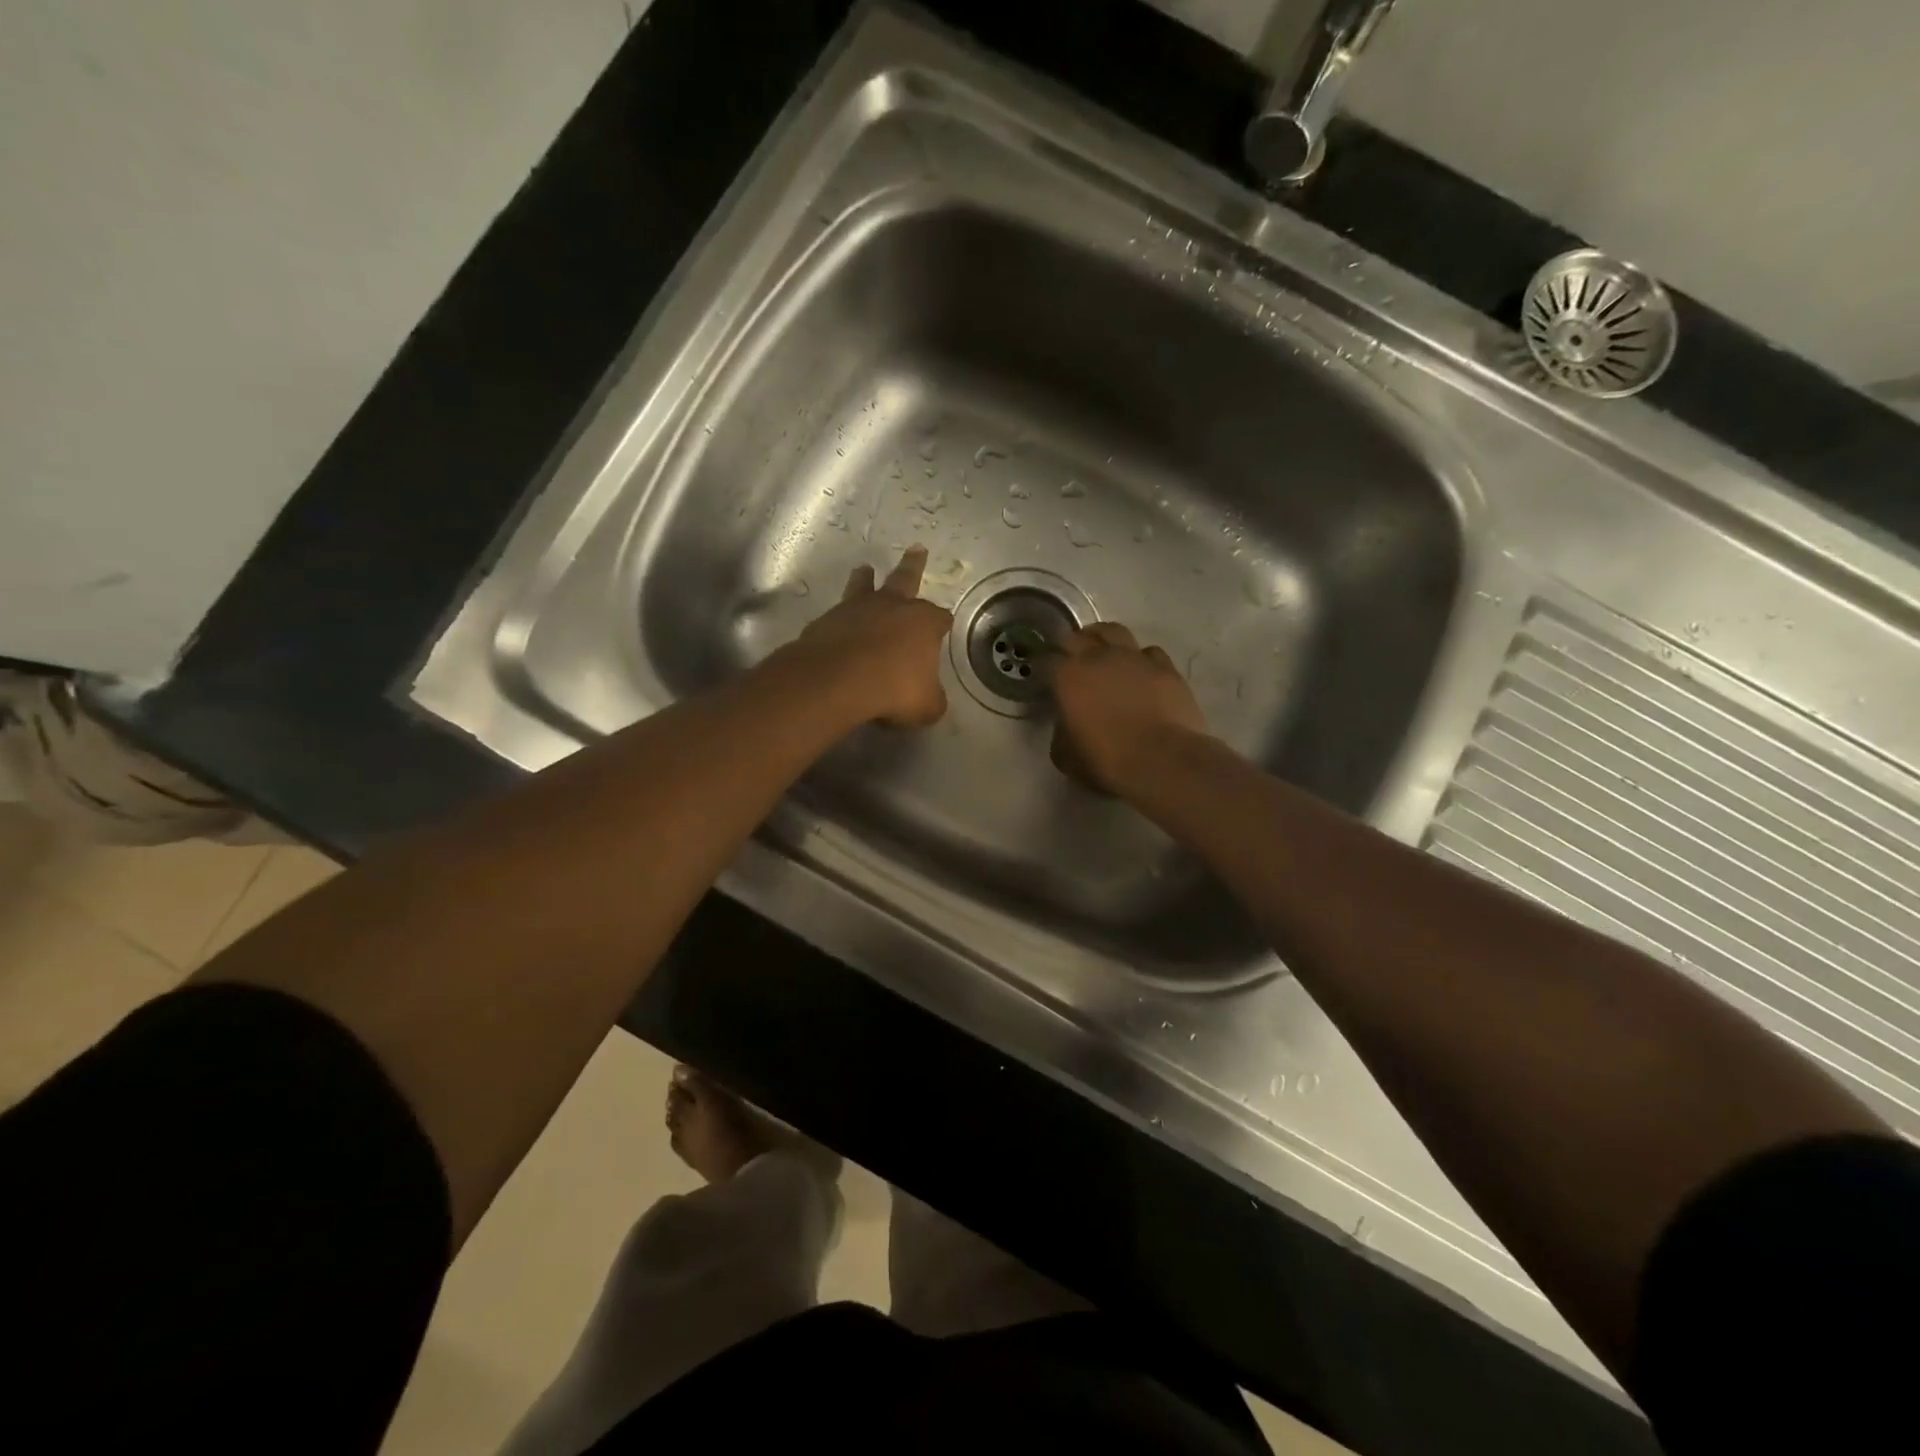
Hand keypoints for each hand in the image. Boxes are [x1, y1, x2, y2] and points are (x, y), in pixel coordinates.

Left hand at [792, 545, 952, 726]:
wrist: (837, 680)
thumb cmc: (894, 688)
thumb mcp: (926, 705)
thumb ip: (932, 699)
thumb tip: (931, 699)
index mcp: (923, 623)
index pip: (940, 618)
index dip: (943, 623)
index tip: (944, 626)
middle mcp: (891, 607)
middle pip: (906, 579)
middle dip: (914, 566)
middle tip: (917, 549)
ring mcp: (856, 610)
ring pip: (864, 586)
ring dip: (866, 579)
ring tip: (865, 569)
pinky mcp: (826, 621)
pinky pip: (838, 614)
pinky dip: (841, 616)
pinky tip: (838, 623)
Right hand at [1049, 622, 1210, 795]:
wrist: (1161, 761)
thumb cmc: (1105, 761)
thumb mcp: (1065, 754)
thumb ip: (1061, 729)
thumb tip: (1067, 721)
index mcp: (1068, 676)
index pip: (1048, 660)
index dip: (1046, 669)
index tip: (1048, 679)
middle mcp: (1099, 657)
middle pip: (1080, 636)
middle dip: (1073, 646)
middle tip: (1074, 662)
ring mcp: (1134, 658)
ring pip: (1115, 632)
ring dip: (1106, 641)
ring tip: (1107, 657)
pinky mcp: (1166, 667)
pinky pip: (1149, 652)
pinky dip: (1142, 660)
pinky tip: (1142, 674)